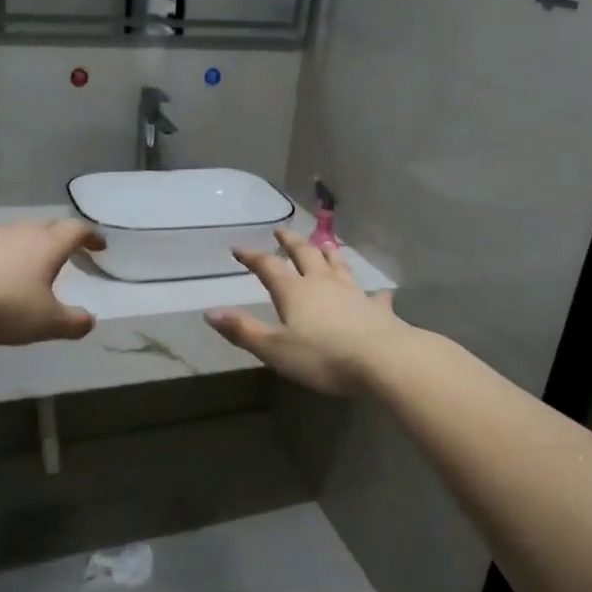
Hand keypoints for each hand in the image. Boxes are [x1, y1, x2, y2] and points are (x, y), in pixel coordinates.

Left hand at [0, 220, 105, 345]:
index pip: (76, 230)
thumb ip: (73, 323)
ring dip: (30, 246)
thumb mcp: (47, 323)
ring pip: (18, 234)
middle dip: (61, 238)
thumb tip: (90, 321)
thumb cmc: (5, 306)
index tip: (99, 246)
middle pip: (47, 227)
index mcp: (48, 244)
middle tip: (68, 254)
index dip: (91, 236)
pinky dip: (4, 256)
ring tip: (32, 266)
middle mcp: (21, 232)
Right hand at [207, 229, 406, 394]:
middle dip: (291, 242)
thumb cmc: (322, 356)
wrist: (382, 360)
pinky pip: (374, 296)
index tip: (239, 248)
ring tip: (324, 243)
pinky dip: (373, 293)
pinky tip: (378, 292)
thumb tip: (210, 313)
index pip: (268, 267)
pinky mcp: (377, 310)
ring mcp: (353, 294)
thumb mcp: (274, 349)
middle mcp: (323, 284)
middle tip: (282, 230)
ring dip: (329, 254)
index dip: (252, 257)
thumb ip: (244, 330)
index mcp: (294, 292)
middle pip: (305, 255)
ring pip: (339, 266)